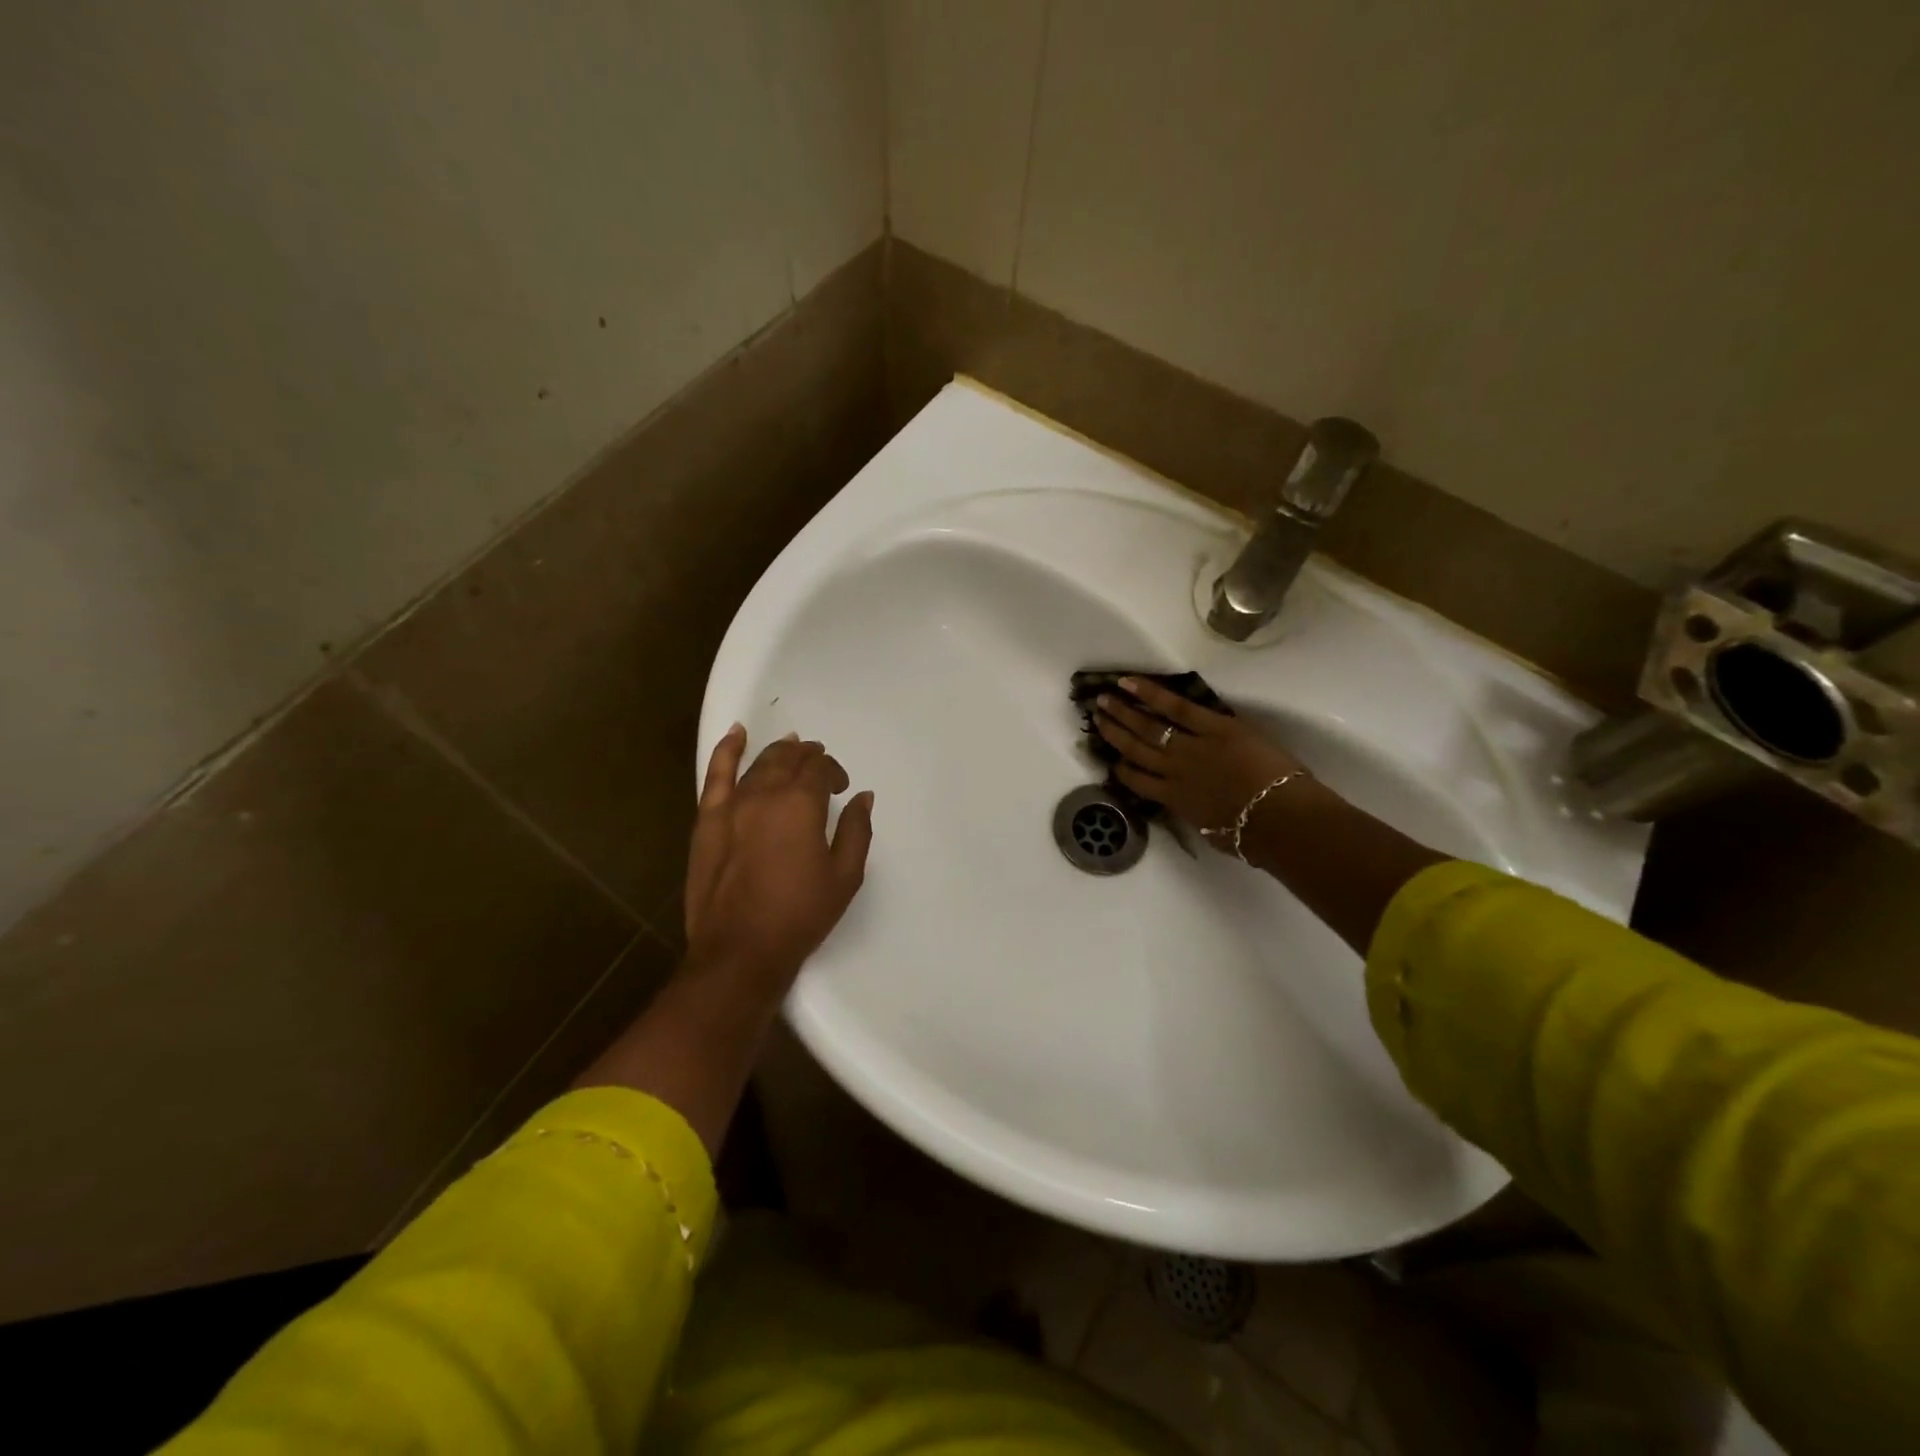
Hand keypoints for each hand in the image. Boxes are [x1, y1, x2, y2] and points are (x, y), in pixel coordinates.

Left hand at [683, 725, 874, 996]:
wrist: (740, 950)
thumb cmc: (800, 915)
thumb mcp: (844, 877)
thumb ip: (856, 831)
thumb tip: (863, 797)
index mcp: (801, 805)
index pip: (820, 769)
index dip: (833, 772)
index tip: (841, 789)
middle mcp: (766, 794)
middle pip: (789, 759)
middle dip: (808, 756)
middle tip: (819, 766)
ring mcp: (732, 805)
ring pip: (759, 763)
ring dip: (779, 752)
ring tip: (792, 748)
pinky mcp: (708, 820)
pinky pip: (716, 774)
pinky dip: (727, 750)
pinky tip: (737, 733)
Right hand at [1093, 677, 1306, 844]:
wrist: (1278, 817)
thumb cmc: (1253, 835)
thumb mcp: (1216, 833)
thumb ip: (1201, 819)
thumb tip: (1199, 815)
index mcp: (1175, 799)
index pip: (1137, 782)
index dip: (1121, 769)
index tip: (1111, 759)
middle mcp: (1173, 771)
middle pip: (1135, 749)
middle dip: (1113, 732)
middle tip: (1097, 716)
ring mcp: (1190, 746)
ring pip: (1147, 726)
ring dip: (1123, 711)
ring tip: (1104, 699)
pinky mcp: (1213, 726)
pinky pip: (1176, 706)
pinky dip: (1150, 693)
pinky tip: (1129, 682)